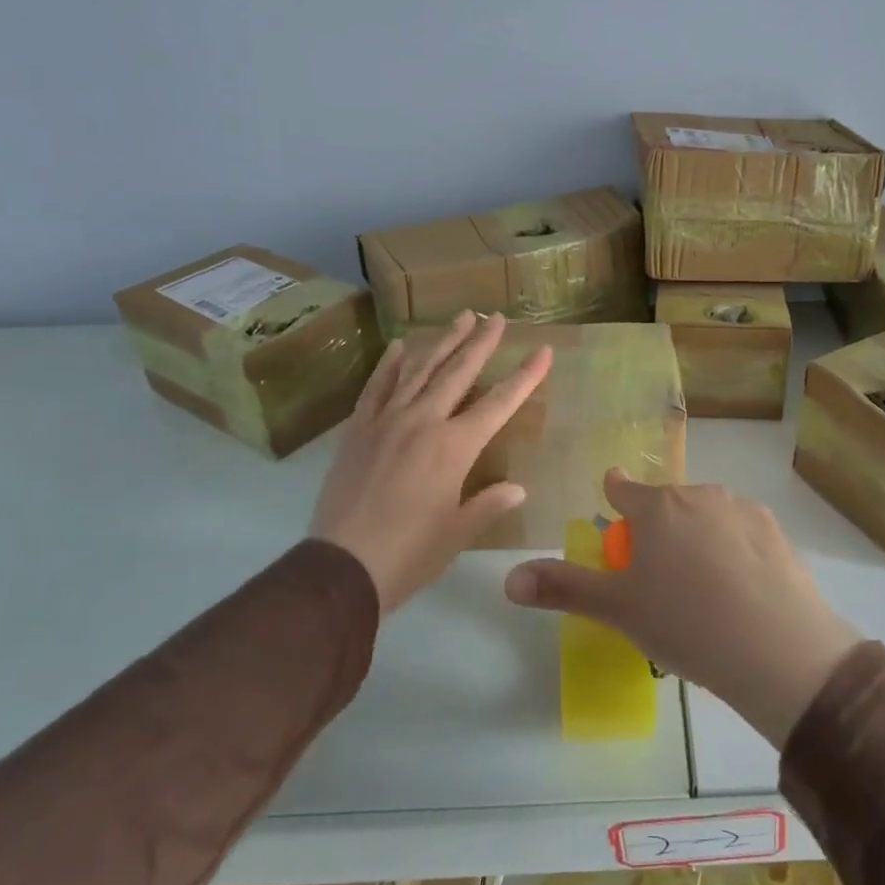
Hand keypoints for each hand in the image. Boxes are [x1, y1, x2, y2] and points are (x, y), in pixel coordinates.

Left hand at [312, 311, 551, 614]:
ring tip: (460, 318)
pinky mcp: (358, 430)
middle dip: (481, 343)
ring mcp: (387, 421)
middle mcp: (423, 422)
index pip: (500, 403)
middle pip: (458, 372)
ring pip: (420, 370)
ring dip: (442, 342)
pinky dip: (390, 364)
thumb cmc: (410, 554)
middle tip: (496, 317)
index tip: (543, 350)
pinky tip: (401, 345)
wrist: (342, 568)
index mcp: (455, 447)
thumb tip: (518, 487)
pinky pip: (377, 387)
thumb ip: (490, 503)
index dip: (525, 375)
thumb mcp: (459, 532)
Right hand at [504, 469, 861, 746]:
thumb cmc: (684, 623)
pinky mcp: (775, 530)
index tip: (613, 500)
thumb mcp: (618, 610)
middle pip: (668, 502)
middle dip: (659, 525)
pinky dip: (735, 548)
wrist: (775, 647)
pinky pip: (742, 531)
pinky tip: (740, 586)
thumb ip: (562, 589)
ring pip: (707, 514)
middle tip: (659, 570)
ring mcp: (741, 509)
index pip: (623, 488)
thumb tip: (507, 579)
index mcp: (656, 508)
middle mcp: (698, 495)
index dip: (615, 494)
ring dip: (698, 534)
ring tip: (702, 584)